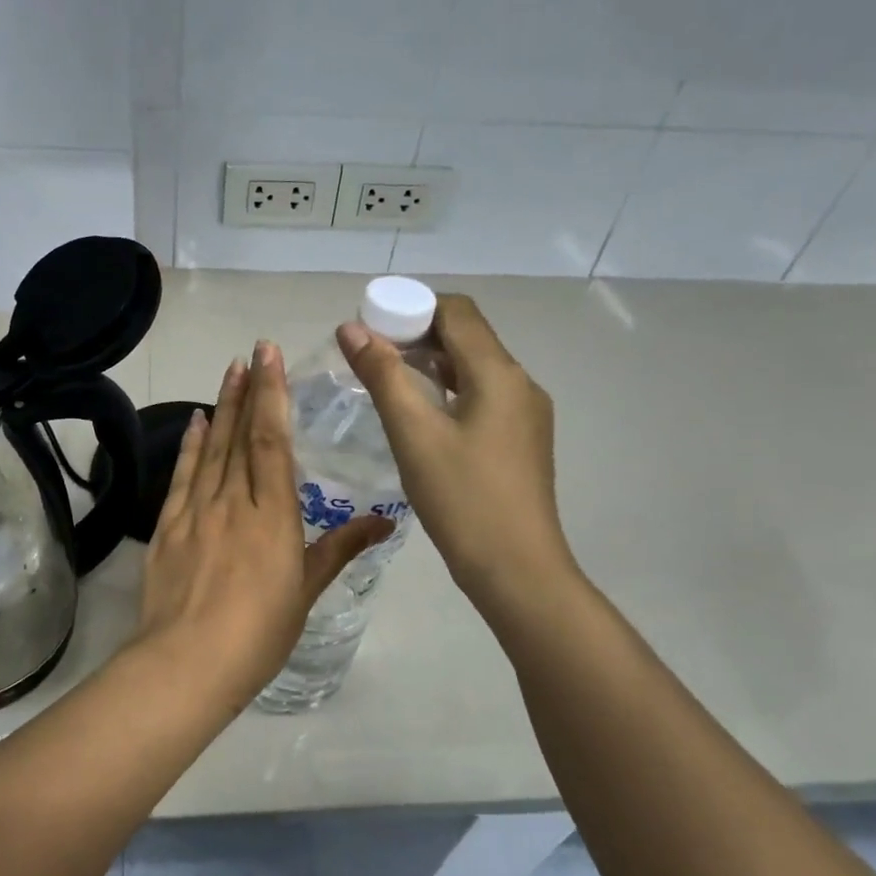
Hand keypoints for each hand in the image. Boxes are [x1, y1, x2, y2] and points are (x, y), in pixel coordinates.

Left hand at [132, 342, 388, 708]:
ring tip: (228, 373)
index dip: (271, 395)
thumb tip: (385, 521)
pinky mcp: (167, 528)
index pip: (271, 440)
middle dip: (247, 390)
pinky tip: (195, 423)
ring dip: (220, 408)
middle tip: (250, 353)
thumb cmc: (258, 632)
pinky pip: (181, 477)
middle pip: (240, 435)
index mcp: (272, 514)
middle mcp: (233, 502)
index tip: (270, 357)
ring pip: (211, 449)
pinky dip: (190, 447)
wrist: (187, 663)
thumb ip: (340, 549)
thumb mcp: (306, 591)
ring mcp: (196, 512)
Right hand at [337, 295, 577, 612]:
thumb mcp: (414, 435)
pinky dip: (448, 391)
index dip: (411, 306)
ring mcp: (525, 414)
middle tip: (369, 354)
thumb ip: (382, 376)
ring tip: (387, 381)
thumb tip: (350, 328)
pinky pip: (482, 397)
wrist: (517, 569)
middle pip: (467, 337)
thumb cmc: (462, 499)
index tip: (370, 325)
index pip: (457, 311)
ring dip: (432, 364)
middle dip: (417, 334)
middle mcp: (520, 384)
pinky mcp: (521, 441)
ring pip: (474, 369)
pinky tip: (420, 416)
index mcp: (499, 373)